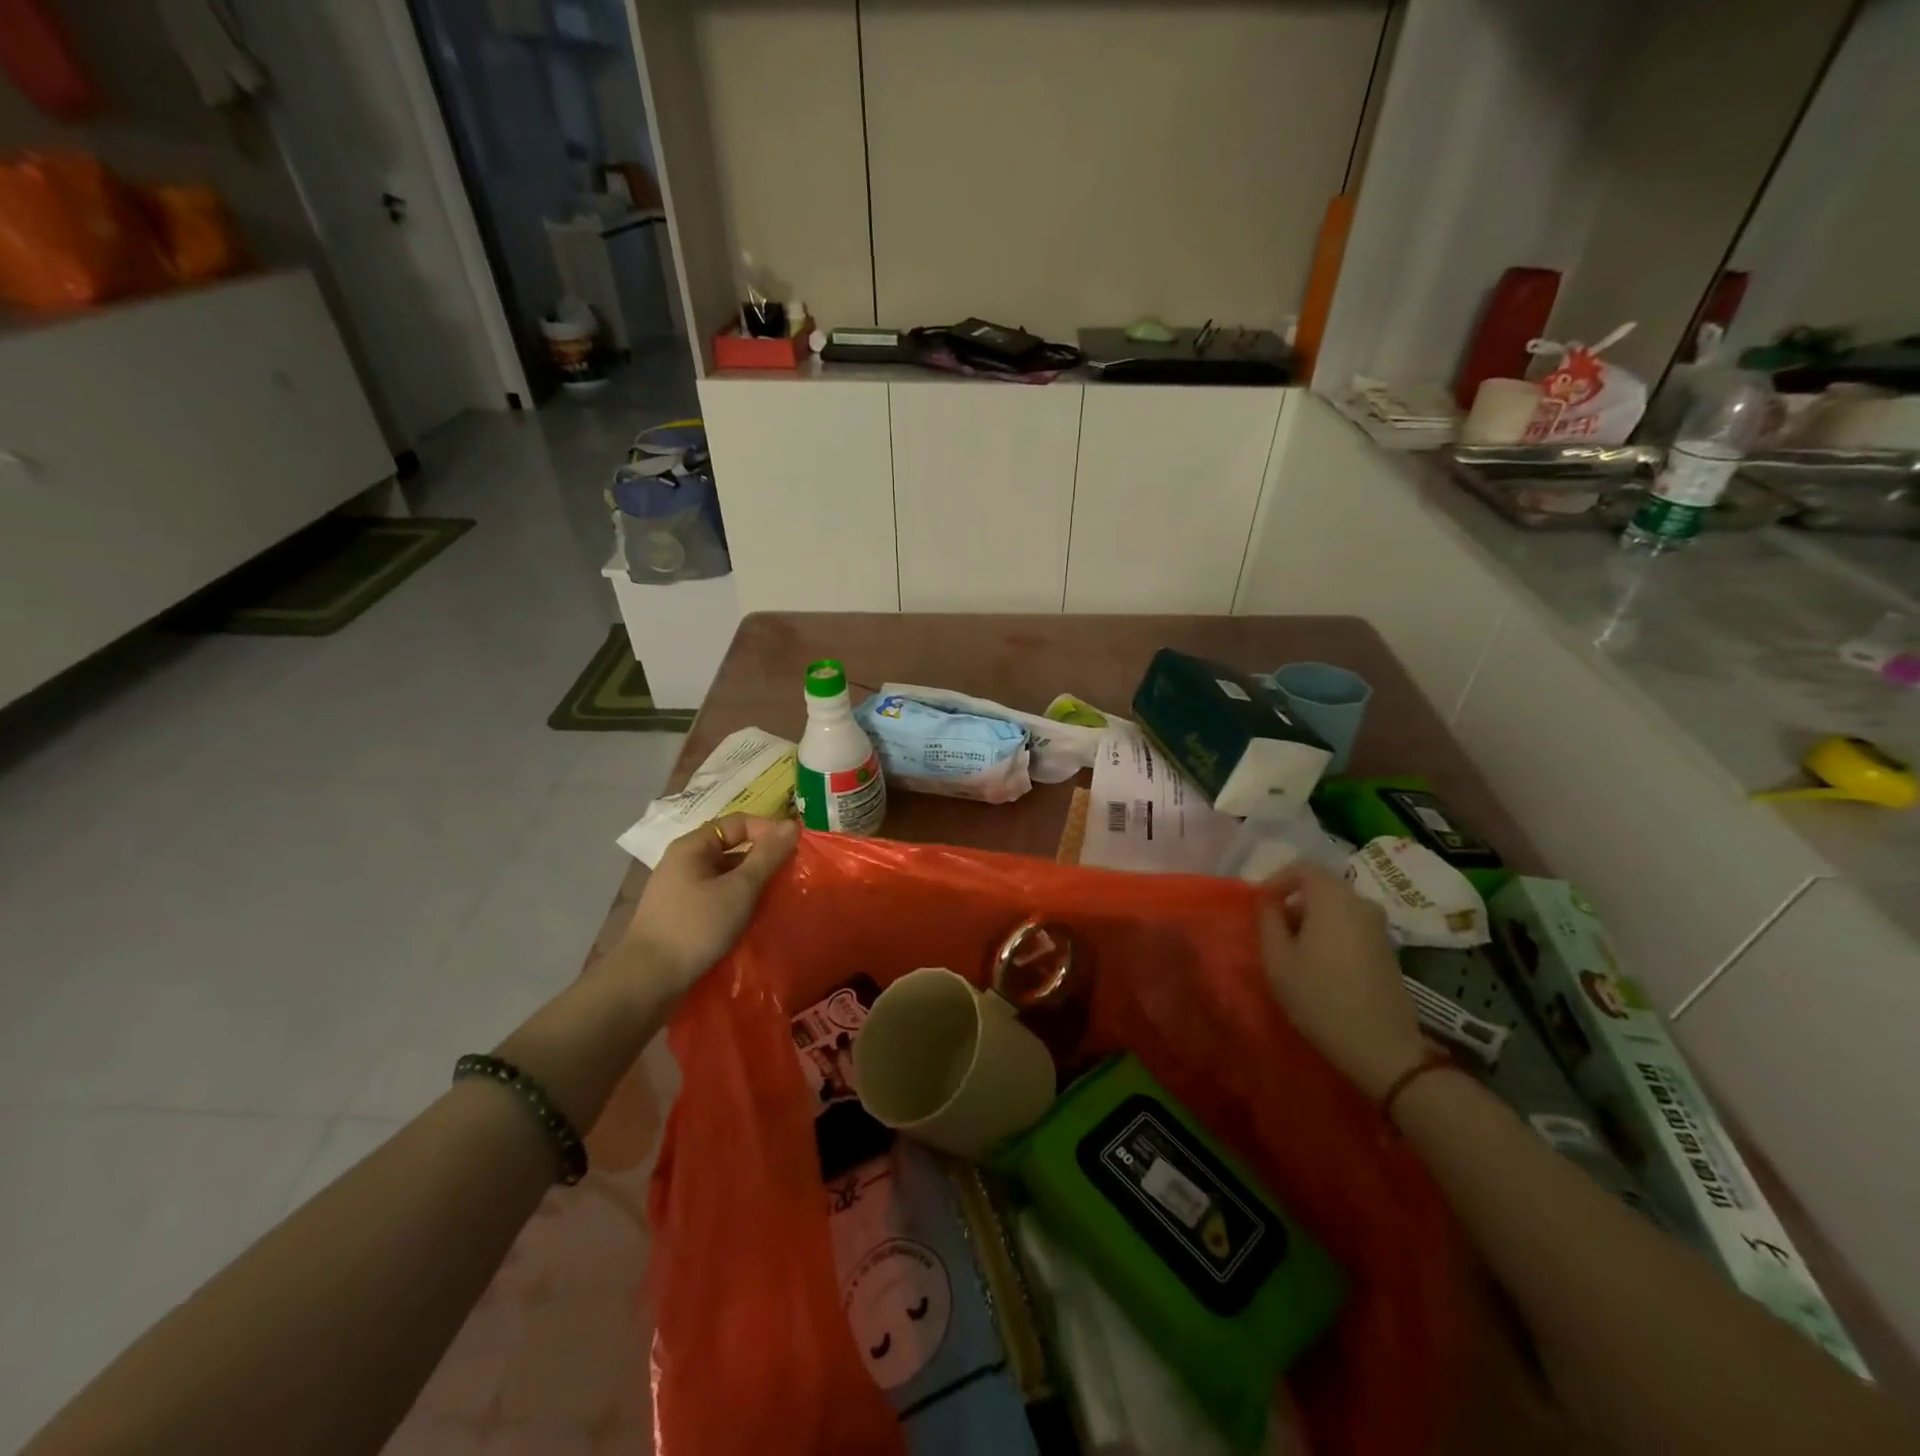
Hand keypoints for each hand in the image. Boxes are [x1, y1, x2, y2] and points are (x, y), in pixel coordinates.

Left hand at [617, 813, 799, 994]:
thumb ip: (767, 856)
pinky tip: (755, 919)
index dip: (768, 831)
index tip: (794, 851)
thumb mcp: (739, 889)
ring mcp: (681, 891)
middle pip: (733, 849)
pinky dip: (738, 904)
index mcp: (693, 847)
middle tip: (791, 877)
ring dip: (753, 885)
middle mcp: (684, 863)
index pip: (738, 823)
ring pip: (727, 877)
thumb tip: (791, 824)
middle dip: (763, 861)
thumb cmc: (696, 927)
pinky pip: (718, 899)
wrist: (648, 982)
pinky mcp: (683, 917)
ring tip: (778, 900)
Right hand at [1258, 861, 1427, 1099]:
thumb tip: (1267, 900)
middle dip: (1292, 901)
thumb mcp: (1278, 959)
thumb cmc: (1320, 998)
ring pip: (1335, 906)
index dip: (1276, 879)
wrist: (1382, 1048)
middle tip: (1272, 931)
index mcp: (1334, 899)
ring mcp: (1378, 926)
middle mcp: (1361, 903)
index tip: (1260, 905)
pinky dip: (1328, 931)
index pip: (1303, 867)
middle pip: (1320, 885)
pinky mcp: (1386, 948)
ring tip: (1291, 951)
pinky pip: (1350, 923)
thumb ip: (1267, 920)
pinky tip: (1318, 964)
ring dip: (1310, 918)